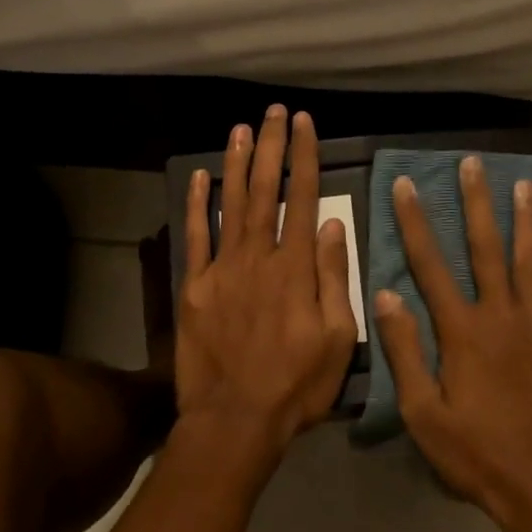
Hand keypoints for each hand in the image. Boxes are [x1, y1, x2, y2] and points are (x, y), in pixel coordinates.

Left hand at [174, 106, 358, 463]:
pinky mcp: (193, 287)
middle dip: (270, 147)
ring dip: (236, 163)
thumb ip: (335, 278)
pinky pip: (195, 237)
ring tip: (240, 128)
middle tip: (273, 112)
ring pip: (230, 204)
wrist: (235, 419)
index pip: (304, 198)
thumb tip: (335, 226)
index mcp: (296, 268)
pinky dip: (196, 205)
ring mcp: (221, 269)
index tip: (304, 124)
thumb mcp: (338, 338)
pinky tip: (199, 177)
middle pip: (265, 190)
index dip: (304, 157)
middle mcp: (258, 257)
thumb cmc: (296, 384)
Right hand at [374, 157, 531, 531]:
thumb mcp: (424, 415)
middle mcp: (502, 317)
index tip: (405, 185)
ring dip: (524, 219)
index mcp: (463, 332)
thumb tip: (386, 295)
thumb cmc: (478, 456)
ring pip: (528, 260)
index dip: (414, 222)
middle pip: (486, 248)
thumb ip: (405, 352)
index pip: (431, 264)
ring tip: (522, 183)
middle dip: (476, 202)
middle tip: (473, 163)